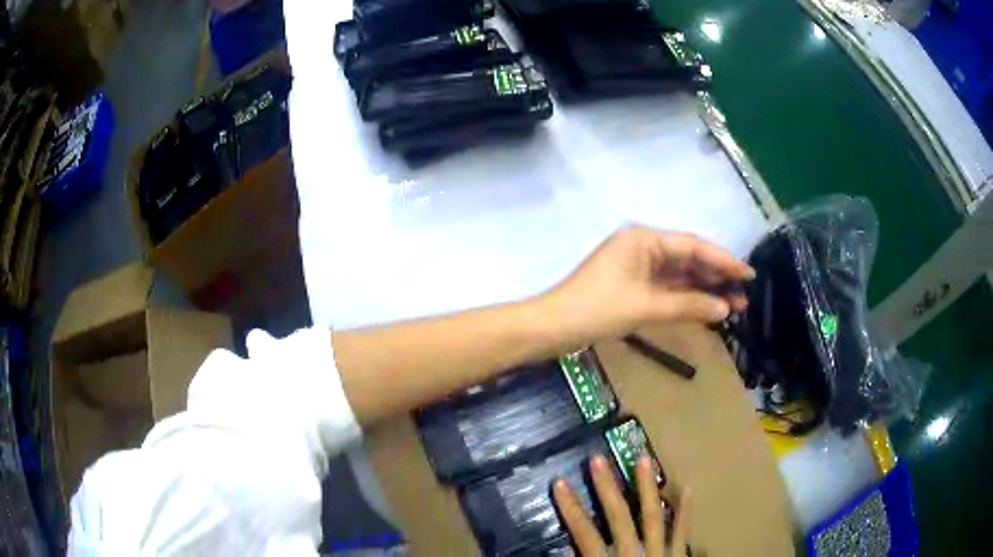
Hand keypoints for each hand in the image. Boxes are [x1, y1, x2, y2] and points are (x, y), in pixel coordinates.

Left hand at [541, 225, 753, 348]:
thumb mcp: (647, 306)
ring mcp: (637, 266)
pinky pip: (666, 288)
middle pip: (688, 259)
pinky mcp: (632, 285)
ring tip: (733, 306)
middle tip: (743, 296)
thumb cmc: (598, 309)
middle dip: (716, 277)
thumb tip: (724, 309)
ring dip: (703, 290)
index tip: (748, 275)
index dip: (724, 260)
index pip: (693, 246)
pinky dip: (685, 299)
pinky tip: (706, 309)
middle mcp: (642, 246)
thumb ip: (688, 306)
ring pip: (679, 275)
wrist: (554, 327)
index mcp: (644, 239)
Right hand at [554, 455, 689, 556]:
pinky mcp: (678, 555)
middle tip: (598, 459)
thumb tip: (565, 551)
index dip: (571, 509)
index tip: (559, 483)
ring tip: (644, 459)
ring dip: (647, 488)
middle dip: (607, 489)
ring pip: (653, 516)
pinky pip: (683, 530)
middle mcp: (634, 555)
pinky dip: (684, 511)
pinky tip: (687, 488)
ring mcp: (661, 553)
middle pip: (618, 518)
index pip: (585, 535)